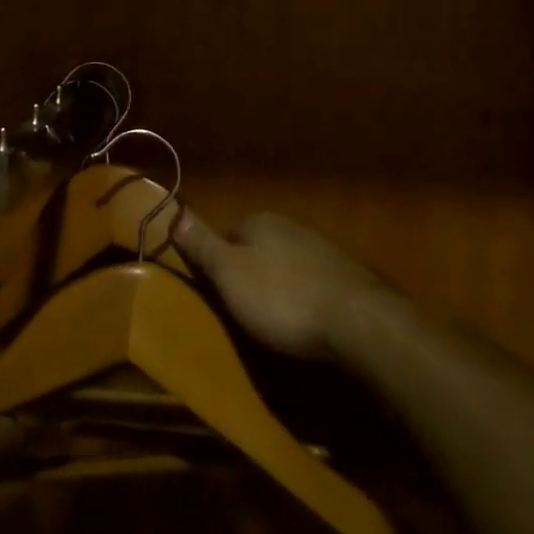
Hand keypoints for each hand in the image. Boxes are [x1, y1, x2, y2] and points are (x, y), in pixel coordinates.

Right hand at [172, 208, 394, 359]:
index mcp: (259, 221)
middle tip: (243, 311)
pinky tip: (307, 321)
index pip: (225, 234)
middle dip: (249, 274)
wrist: (359, 322)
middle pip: (256, 248)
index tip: (214, 293)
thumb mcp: (228, 273)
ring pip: (286, 264)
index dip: (216, 263)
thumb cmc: (282, 298)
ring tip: (275, 321)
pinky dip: (305, 297)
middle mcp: (291, 226)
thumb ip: (202, 243)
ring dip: (279, 286)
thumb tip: (174, 211)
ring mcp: (322, 248)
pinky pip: (312, 282)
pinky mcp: (347, 275)